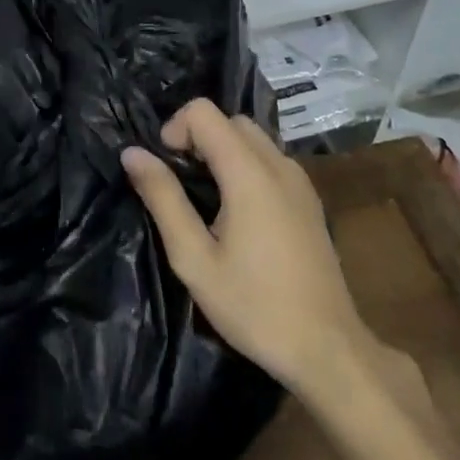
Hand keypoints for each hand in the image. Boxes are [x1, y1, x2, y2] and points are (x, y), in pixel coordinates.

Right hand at [122, 101, 379, 399]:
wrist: (327, 348)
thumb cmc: (253, 306)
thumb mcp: (194, 258)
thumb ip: (163, 198)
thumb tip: (132, 153)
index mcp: (249, 173)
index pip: (205, 112)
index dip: (176, 129)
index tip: (165, 169)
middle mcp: (279, 165)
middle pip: (231, 121)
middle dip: (198, 138)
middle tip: (182, 185)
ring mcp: (300, 181)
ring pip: (254, 138)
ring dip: (223, 151)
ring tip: (206, 200)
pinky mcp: (310, 199)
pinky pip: (271, 160)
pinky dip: (246, 166)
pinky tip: (238, 214)